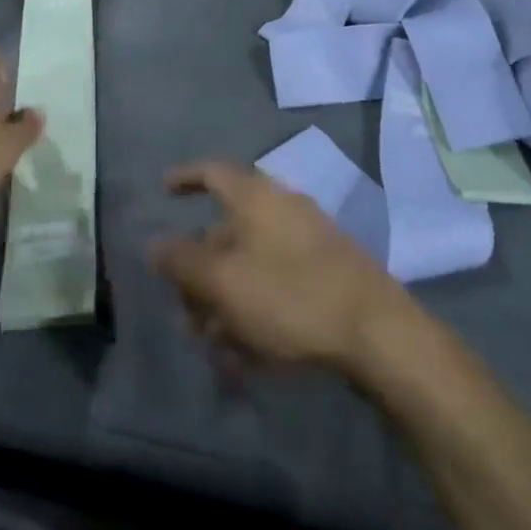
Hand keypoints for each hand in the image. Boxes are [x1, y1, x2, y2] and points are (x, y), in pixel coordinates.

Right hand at [150, 162, 403, 371]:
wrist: (377, 332)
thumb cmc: (288, 295)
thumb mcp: (223, 282)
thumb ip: (182, 262)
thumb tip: (153, 244)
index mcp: (256, 197)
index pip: (212, 172)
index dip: (185, 178)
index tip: (163, 190)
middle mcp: (281, 209)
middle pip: (227, 232)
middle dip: (200, 273)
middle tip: (185, 312)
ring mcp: (308, 241)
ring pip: (251, 266)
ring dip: (225, 301)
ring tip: (214, 346)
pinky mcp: (327, 274)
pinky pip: (277, 286)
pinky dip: (256, 312)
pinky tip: (248, 357)